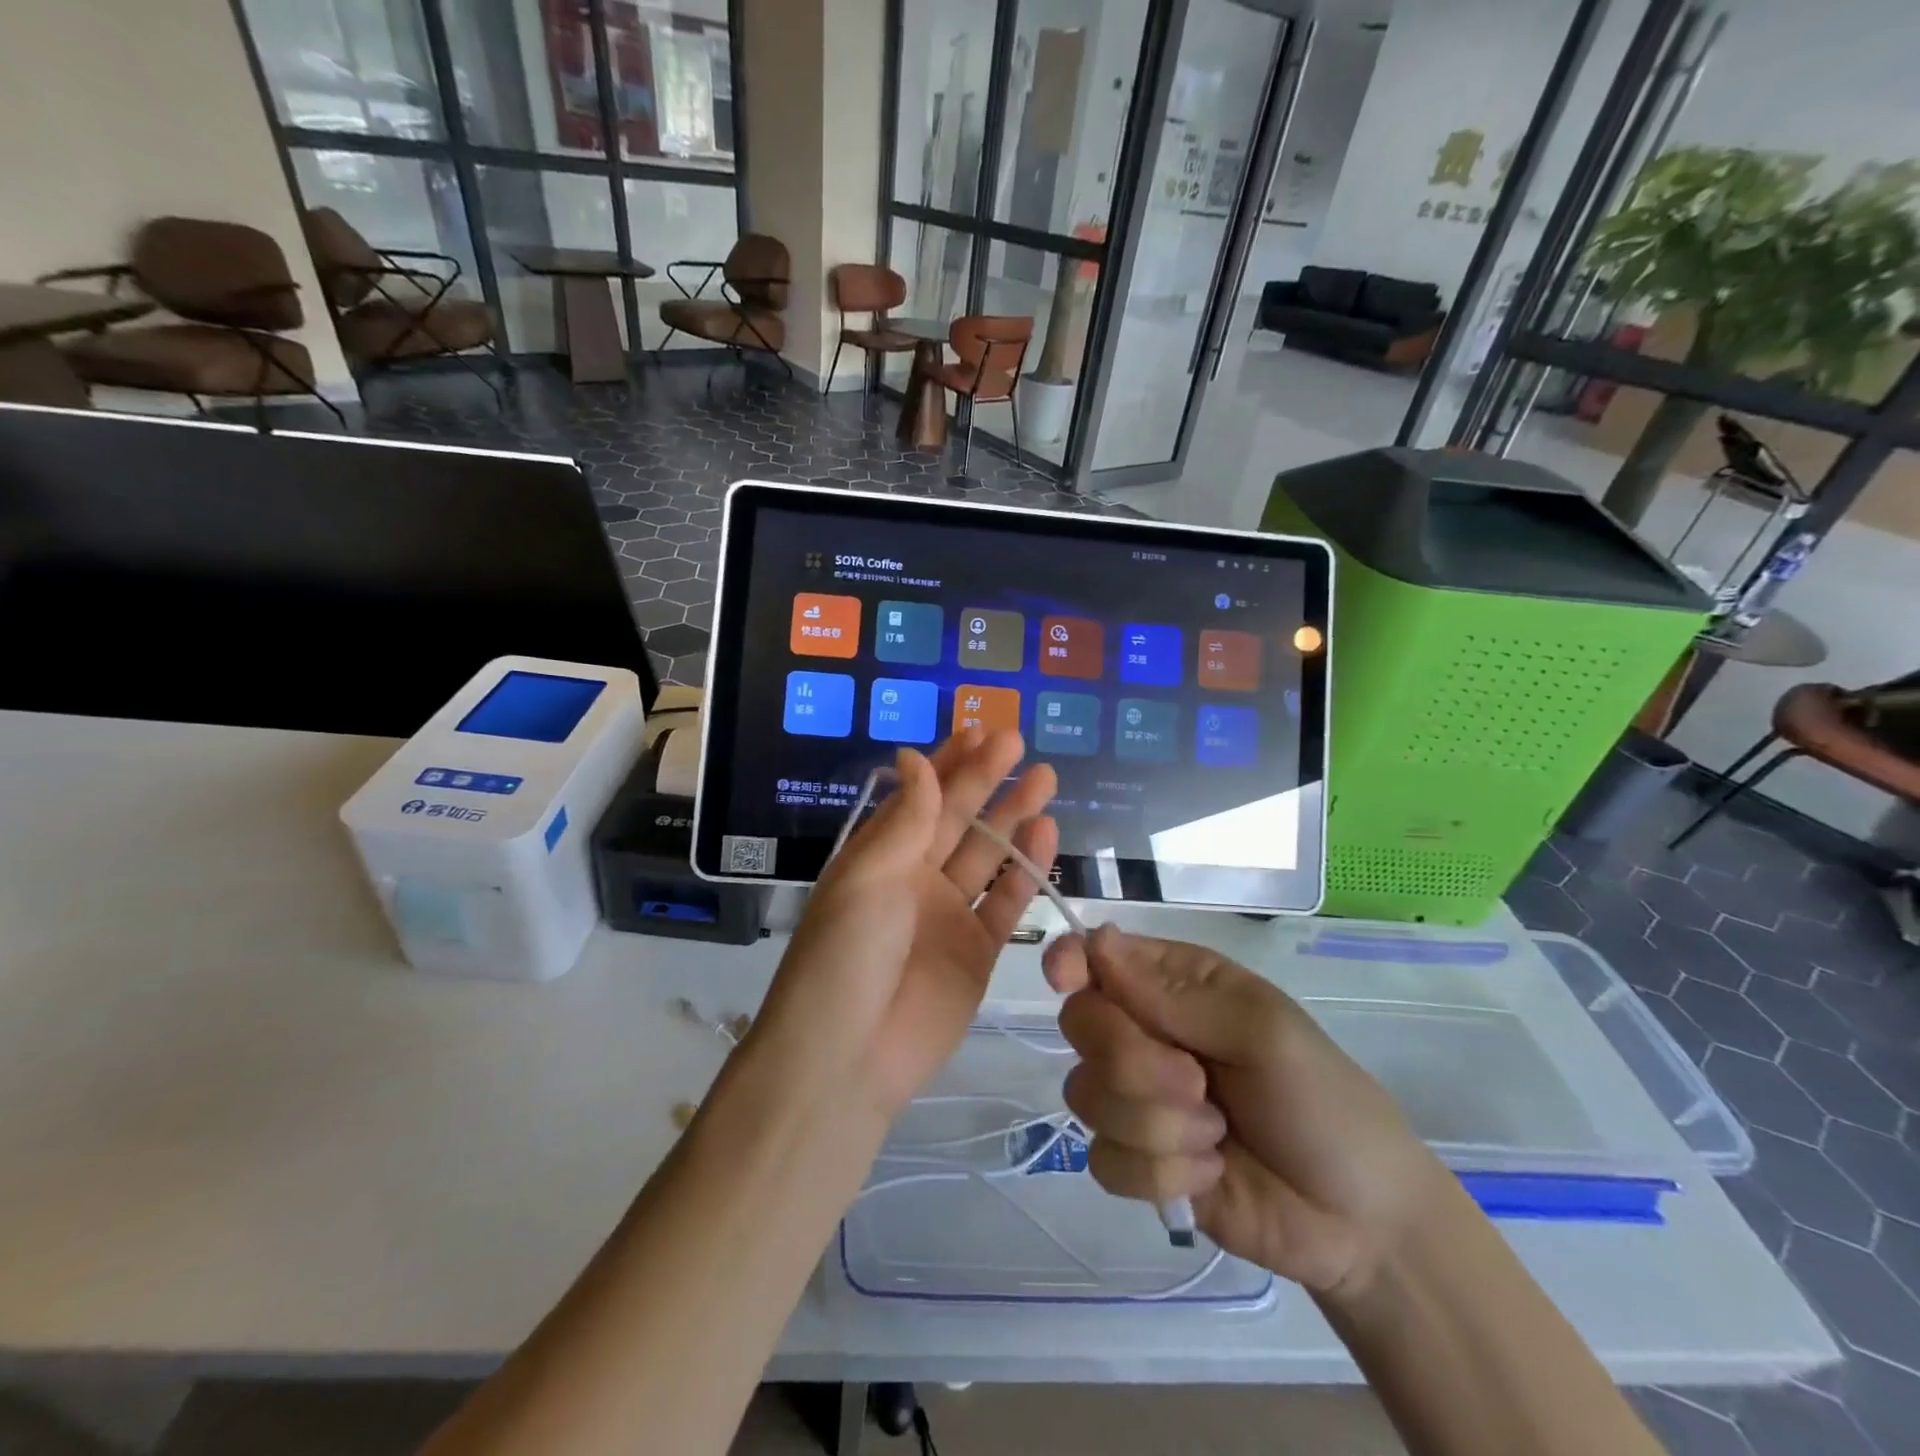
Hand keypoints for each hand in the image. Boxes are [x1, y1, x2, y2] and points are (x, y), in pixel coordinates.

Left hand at [748, 729, 1057, 1121]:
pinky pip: (1006, 904)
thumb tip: (914, 755)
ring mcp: (948, 916)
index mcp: (880, 857)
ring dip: (1014, 818)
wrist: (848, 1058)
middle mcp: (914, 879)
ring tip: (1045, 779)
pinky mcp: (977, 953)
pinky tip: (1047, 836)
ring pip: (988, 856)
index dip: (949, 764)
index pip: (921, 797)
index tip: (980, 730)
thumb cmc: (846, 955)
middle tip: (1020, 743)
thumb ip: (906, 819)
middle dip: (988, 780)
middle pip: (958, 820)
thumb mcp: (868, 877)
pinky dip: (1026, 871)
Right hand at [1043, 925, 1452, 1300]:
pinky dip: (1161, 1173)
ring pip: (1087, 1095)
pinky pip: (1104, 1159)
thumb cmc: (1322, 1102)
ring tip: (1217, 1136)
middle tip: (1196, 1086)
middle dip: (1134, 1063)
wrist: (1361, 1222)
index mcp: (1175, 985)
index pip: (1097, 957)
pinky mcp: (1137, 1161)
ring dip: (1157, 1125)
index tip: (1064, 981)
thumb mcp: (1263, 1032)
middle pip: (1081, 1025)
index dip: (1071, 962)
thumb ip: (1178, 995)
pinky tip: (1209, 1174)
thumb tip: (1097, 942)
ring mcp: (1137, 1099)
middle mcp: (1145, 1032)